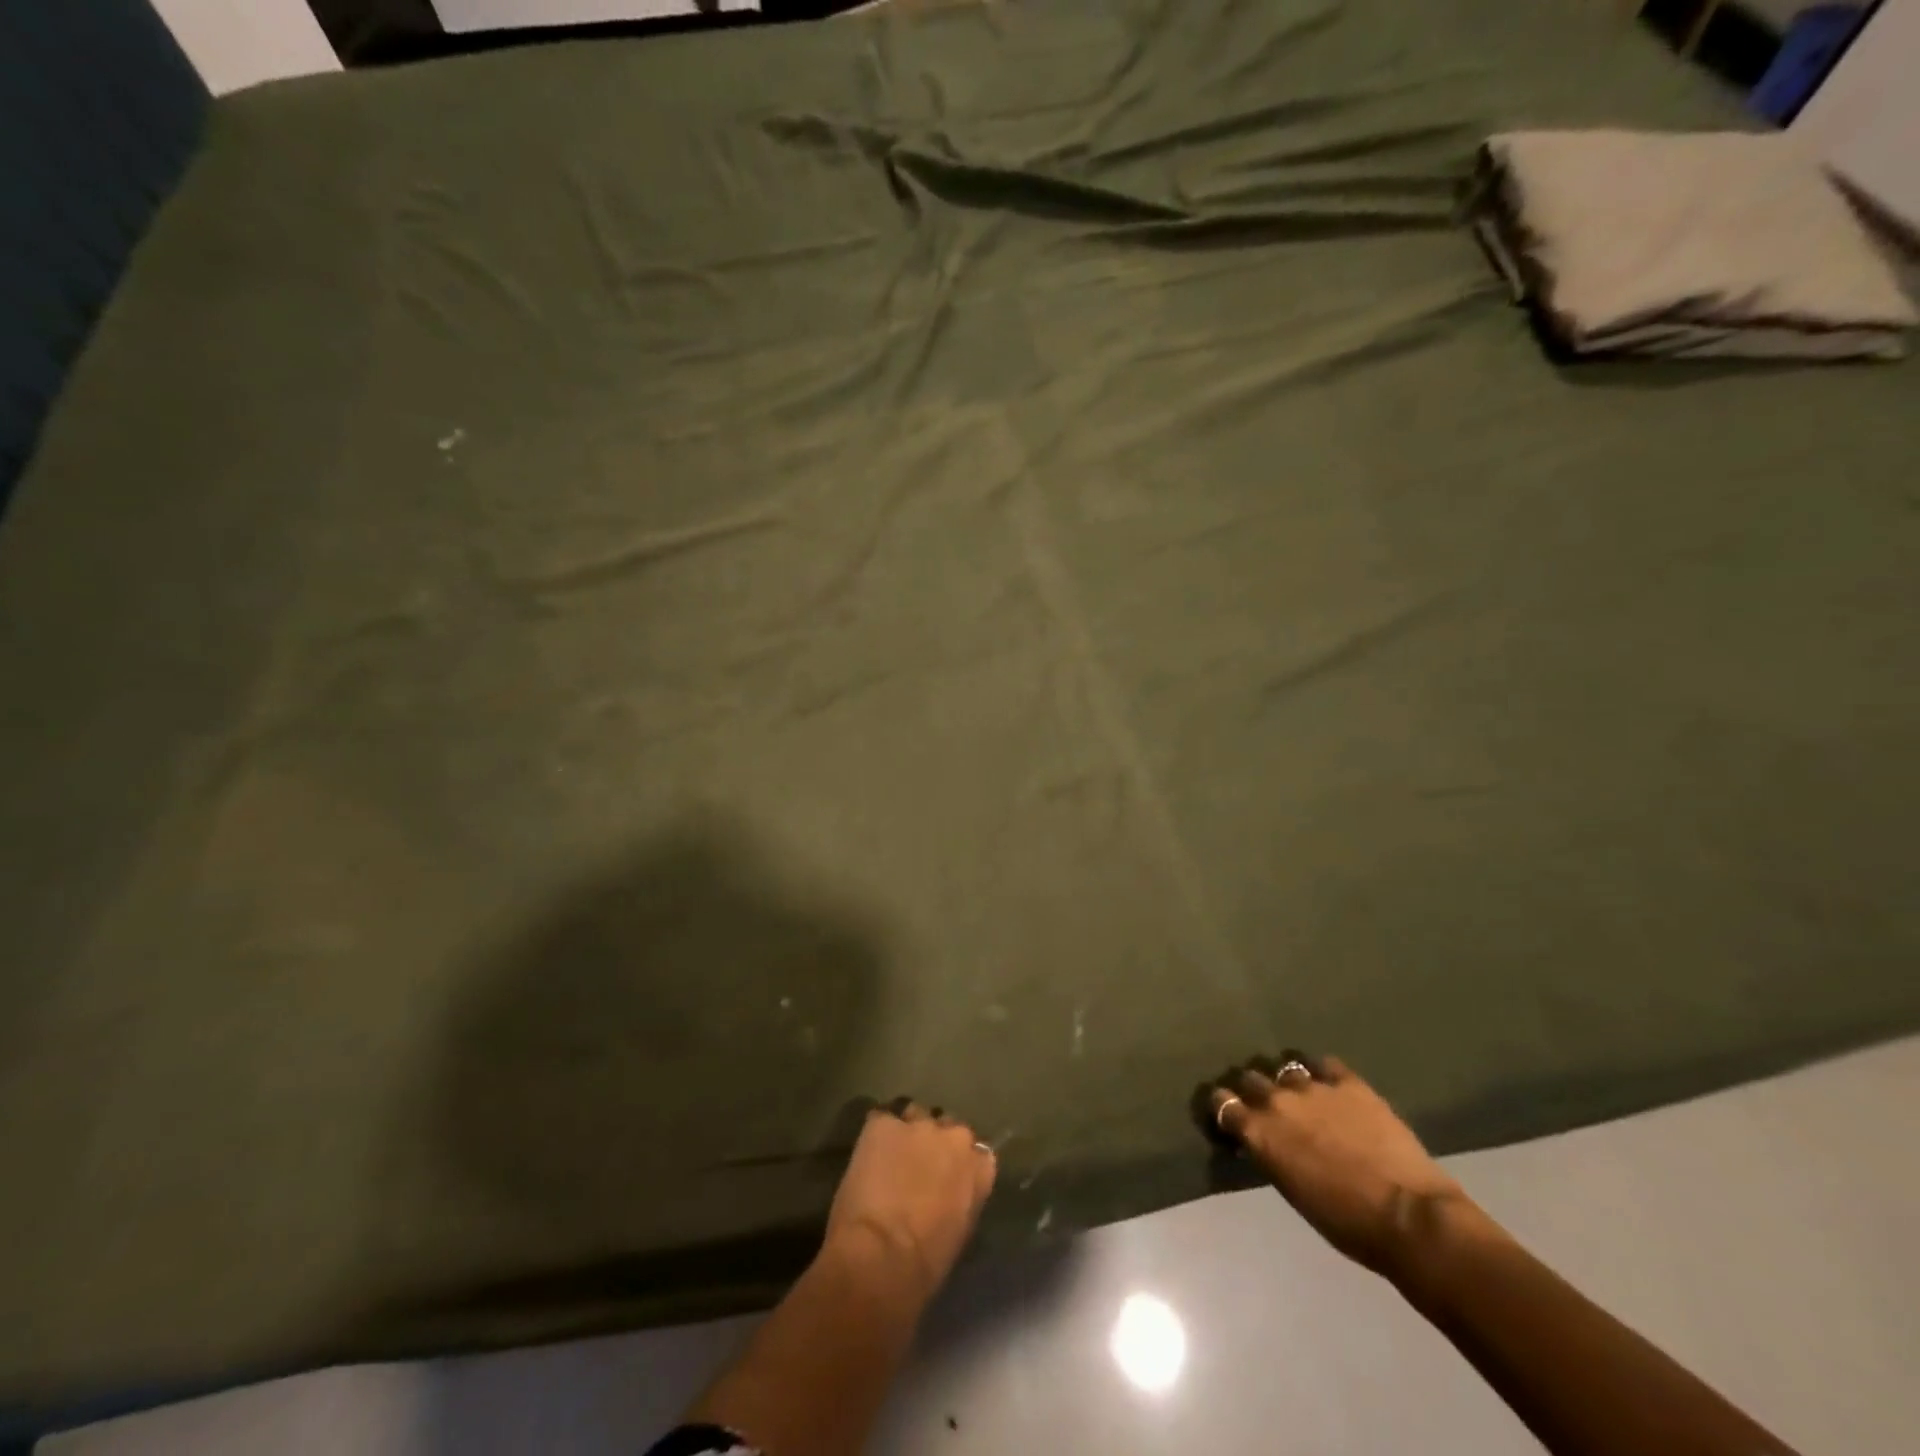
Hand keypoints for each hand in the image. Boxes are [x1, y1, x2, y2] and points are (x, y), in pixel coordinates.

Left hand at [823, 1102, 996, 1305]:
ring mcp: (918, 1125)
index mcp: (979, 1167)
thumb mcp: (959, 1231)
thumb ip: (962, 1198)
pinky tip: (867, 1156)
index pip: (977, 1151)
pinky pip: (881, 1120)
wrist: (882, 1255)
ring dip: (906, 1133)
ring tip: (889, 1157)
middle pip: (947, 1127)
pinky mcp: (883, 1123)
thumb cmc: (925, 1263)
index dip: (958, 1163)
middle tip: (917, 1166)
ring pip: (914, 1116)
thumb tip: (949, 1192)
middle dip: (934, 1142)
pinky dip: (876, 1135)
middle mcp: (954, 1136)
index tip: (946, 1177)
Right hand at [1209, 1054, 1473, 1276]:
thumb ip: (1272, 1155)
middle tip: (1267, 1107)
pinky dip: (1321, 1073)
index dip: (1225, 1107)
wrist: (1409, 1217)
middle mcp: (1277, 1101)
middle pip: (1250, 1078)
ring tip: (1301, 1094)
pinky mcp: (1349, 1082)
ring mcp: (1314, 1087)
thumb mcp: (1293, 1191)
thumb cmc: (1348, 1224)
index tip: (1232, 1117)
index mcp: (1259, 1132)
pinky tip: (1329, 1084)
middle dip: (1255, 1091)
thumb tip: (1267, 1142)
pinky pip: (1324, 1064)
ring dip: (1288, 1081)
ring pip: (1286, 1068)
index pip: (1222, 1103)